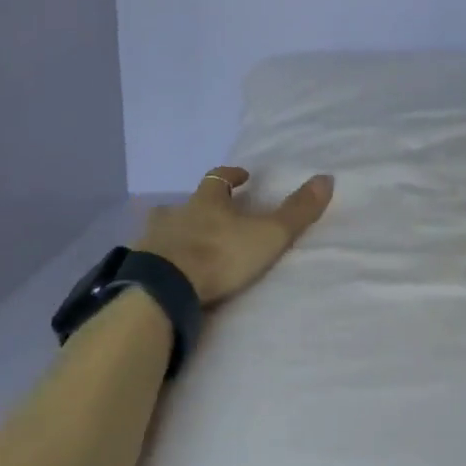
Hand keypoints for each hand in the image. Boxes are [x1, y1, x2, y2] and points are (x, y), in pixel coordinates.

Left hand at [135, 167, 335, 306]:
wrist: (164, 289)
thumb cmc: (219, 255)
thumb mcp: (267, 234)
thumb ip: (296, 211)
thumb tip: (327, 177)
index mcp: (207, 201)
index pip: (218, 178)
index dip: (231, 175)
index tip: (242, 176)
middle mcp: (177, 213)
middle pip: (186, 202)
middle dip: (199, 206)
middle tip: (212, 215)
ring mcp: (153, 240)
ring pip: (163, 227)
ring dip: (175, 231)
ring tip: (186, 244)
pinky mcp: (139, 268)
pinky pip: (149, 257)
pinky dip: (159, 259)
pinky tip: (166, 272)